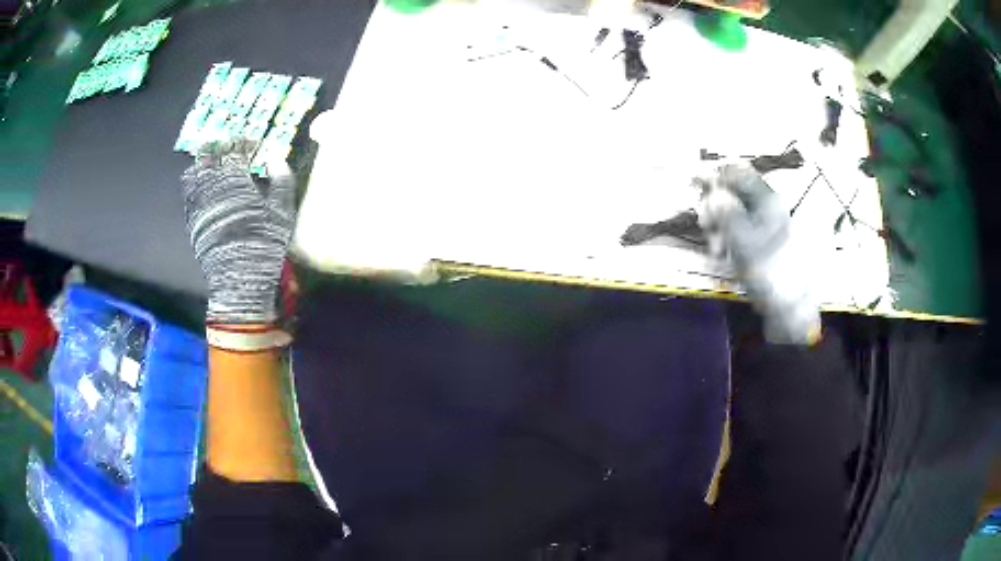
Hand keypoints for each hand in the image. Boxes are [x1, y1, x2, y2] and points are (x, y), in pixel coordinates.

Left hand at [181, 140, 296, 324]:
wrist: (237, 279)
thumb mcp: (281, 213)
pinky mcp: (192, 219)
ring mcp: (198, 202)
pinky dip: (195, 181)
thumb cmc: (262, 245)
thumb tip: (275, 158)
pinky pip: (188, 191)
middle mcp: (212, 186)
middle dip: (219, 145)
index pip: (235, 150)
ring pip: (194, 171)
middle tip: (229, 145)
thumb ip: (281, 181)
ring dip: (203, 161)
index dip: (244, 142)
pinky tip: (203, 183)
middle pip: (209, 154)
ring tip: (212, 161)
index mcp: (235, 181)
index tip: (253, 143)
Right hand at [697, 163, 820, 344]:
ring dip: (719, 226)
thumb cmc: (770, 273)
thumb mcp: (744, 242)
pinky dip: (728, 239)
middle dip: (715, 207)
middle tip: (706, 226)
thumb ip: (726, 214)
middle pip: (734, 192)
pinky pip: (740, 230)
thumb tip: (713, 192)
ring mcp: (767, 225)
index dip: (716, 177)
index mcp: (768, 200)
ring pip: (734, 213)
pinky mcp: (764, 243)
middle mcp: (768, 207)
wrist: (791, 309)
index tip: (697, 189)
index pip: (738, 173)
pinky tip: (724, 255)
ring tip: (717, 249)